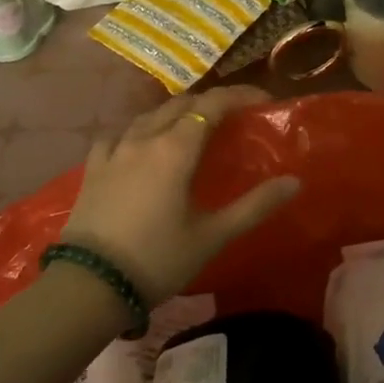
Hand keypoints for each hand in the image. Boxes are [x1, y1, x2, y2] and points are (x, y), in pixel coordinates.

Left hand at [58, 86, 300, 306]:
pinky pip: (119, 134)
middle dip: (212, 103)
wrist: (88, 287)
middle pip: (183, 104)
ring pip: (150, 115)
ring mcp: (115, 151)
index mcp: (176, 148)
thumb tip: (294, 182)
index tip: (265, 101)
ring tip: (193, 127)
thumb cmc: (157, 259)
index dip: (241, 95)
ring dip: (178, 112)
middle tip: (235, 116)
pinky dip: (140, 130)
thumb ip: (255, 206)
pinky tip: (141, 144)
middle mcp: (145, 138)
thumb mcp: (213, 236)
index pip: (213, 104)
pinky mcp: (93, 168)